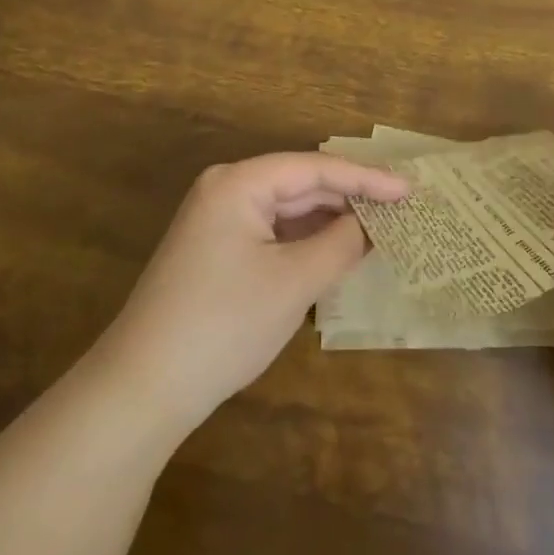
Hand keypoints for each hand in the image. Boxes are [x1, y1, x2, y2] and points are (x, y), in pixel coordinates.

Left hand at [92, 152, 408, 437]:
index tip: (410, 190)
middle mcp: (225, 191)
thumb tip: (371, 224)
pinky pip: (271, 234)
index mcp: (238, 183)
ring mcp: (216, 222)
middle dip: (349, 198)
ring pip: (286, 211)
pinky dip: (304, 241)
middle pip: (300, 185)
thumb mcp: (294, 282)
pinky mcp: (215, 252)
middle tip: (400, 209)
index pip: (315, 168)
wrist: (144, 386)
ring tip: (378, 228)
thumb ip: (340, 244)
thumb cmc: (225, 323)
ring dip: (328, 221)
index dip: (366, 178)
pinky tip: (335, 251)